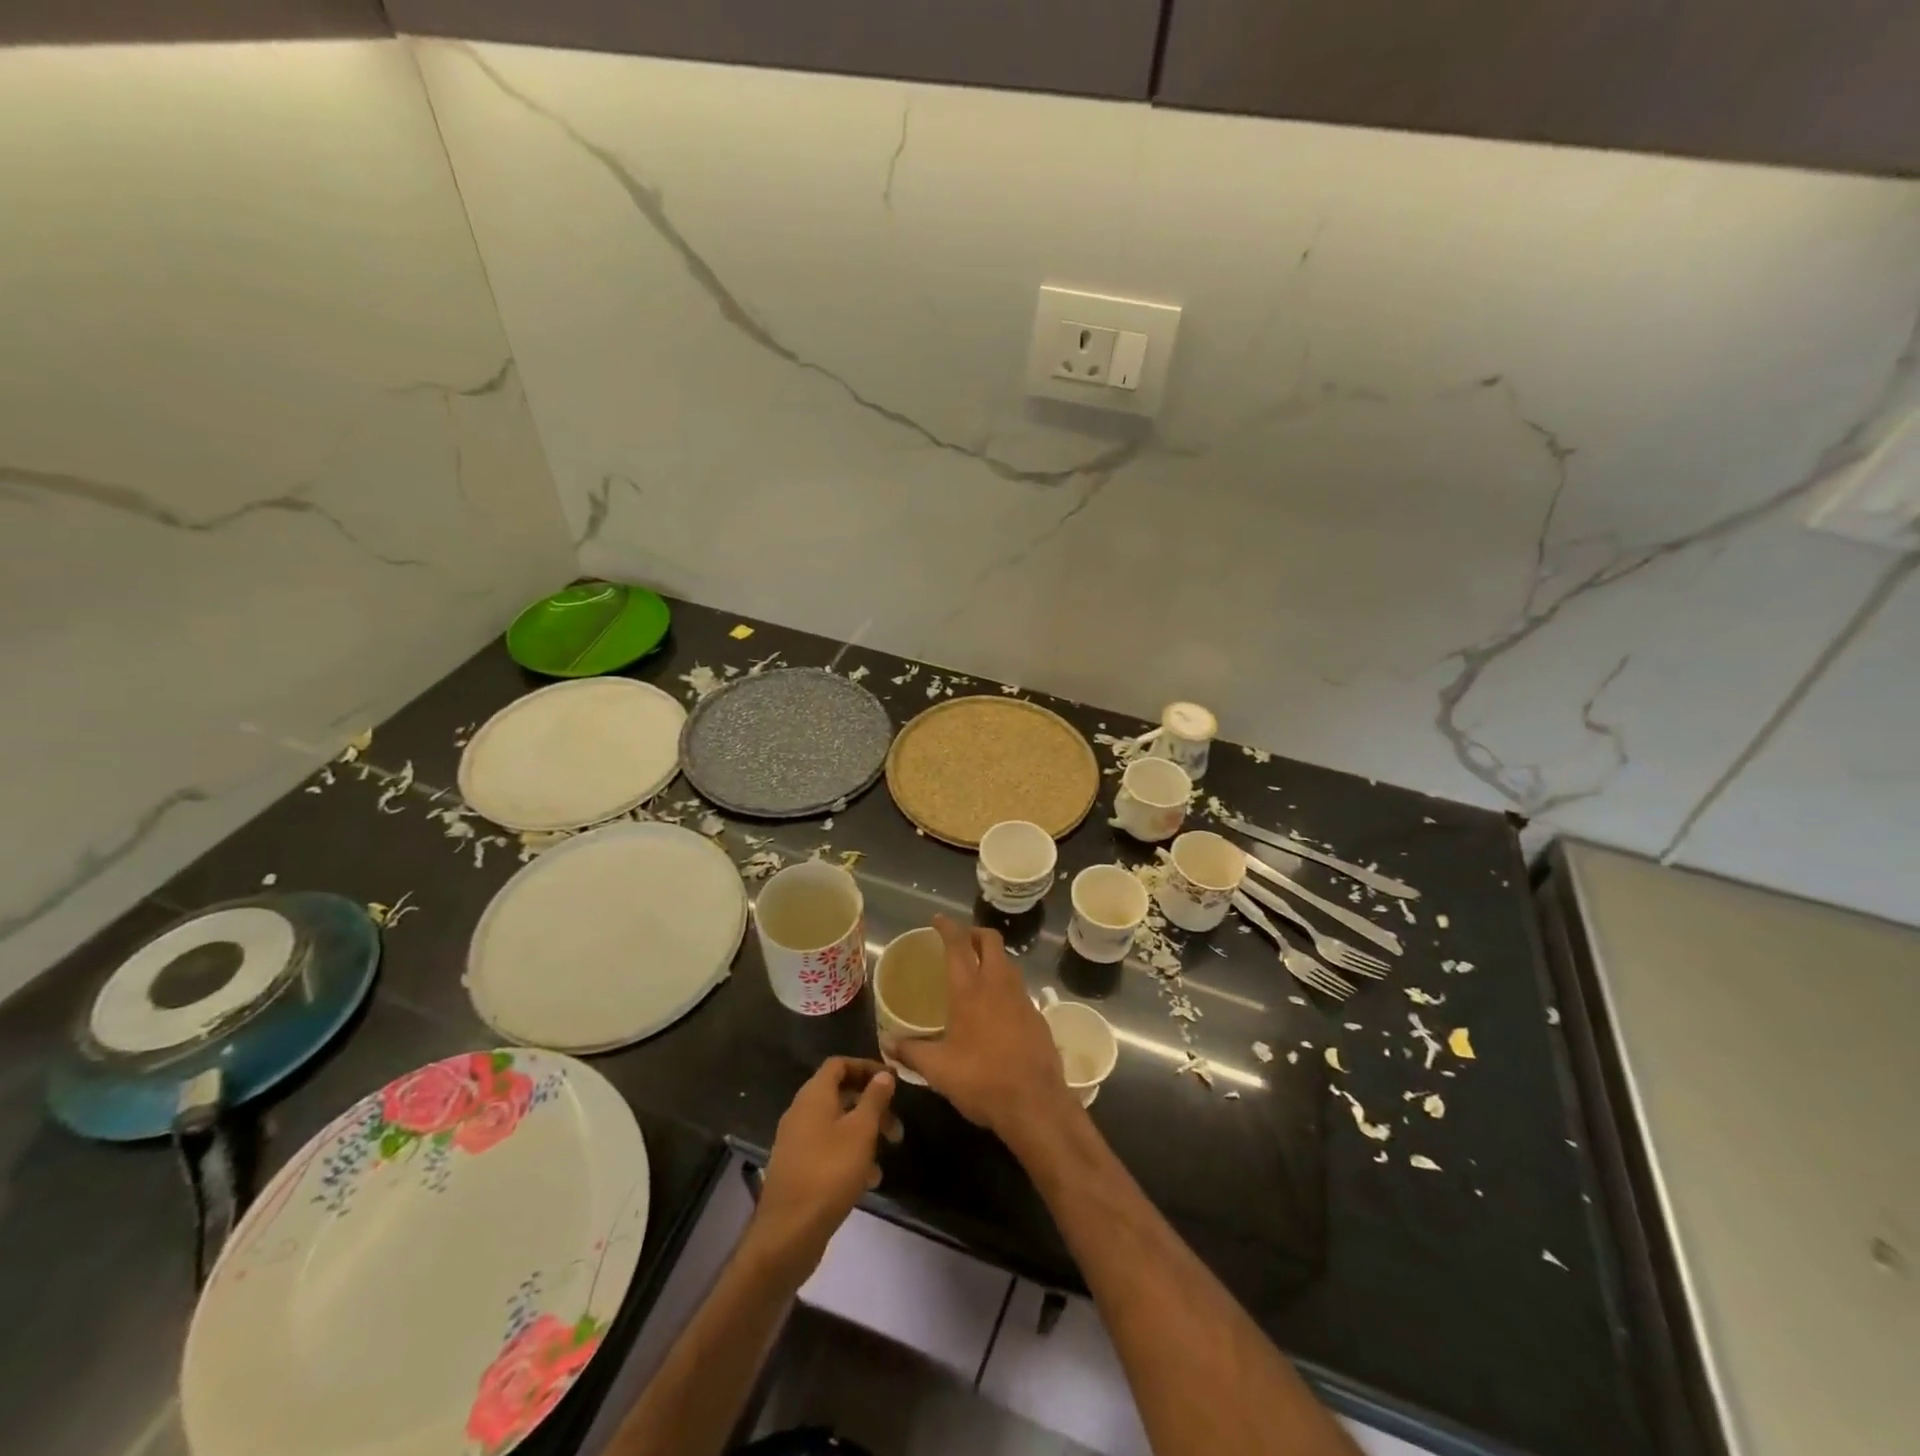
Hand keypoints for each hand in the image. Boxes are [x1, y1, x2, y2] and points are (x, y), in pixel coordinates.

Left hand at [751, 1057, 896, 1276]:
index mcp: (813, 1096)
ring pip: (836, 1124)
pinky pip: (828, 1149)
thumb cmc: (829, 1173)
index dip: (866, 1067)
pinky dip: (849, 1155)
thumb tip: (884, 1074)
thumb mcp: (861, 1131)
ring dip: (864, 1133)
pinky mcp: (797, 1168)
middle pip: (839, 1094)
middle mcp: (801, 1112)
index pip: (839, 1064)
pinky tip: (869, 1180)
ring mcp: (796, 1142)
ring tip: (887, 1154)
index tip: (892, 1081)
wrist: (788, 1233)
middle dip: (871, 1105)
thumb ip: (874, 1099)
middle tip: (896, 1126)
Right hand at [893, 916, 1080, 1149]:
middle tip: (960, 941)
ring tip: (976, 971)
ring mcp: (1022, 998)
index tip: (938, 920)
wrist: (1035, 1103)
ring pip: (1007, 961)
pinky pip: (1018, 987)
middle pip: (991, 940)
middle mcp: (997, 984)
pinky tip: (996, 1007)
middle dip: (975, 933)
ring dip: (992, 957)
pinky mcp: (1037, 1015)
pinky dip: (1005, 984)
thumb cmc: (981, 1081)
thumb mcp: (938, 1070)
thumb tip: (887, 1043)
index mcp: (969, 990)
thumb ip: (911, 1052)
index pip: (958, 944)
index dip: (947, 927)